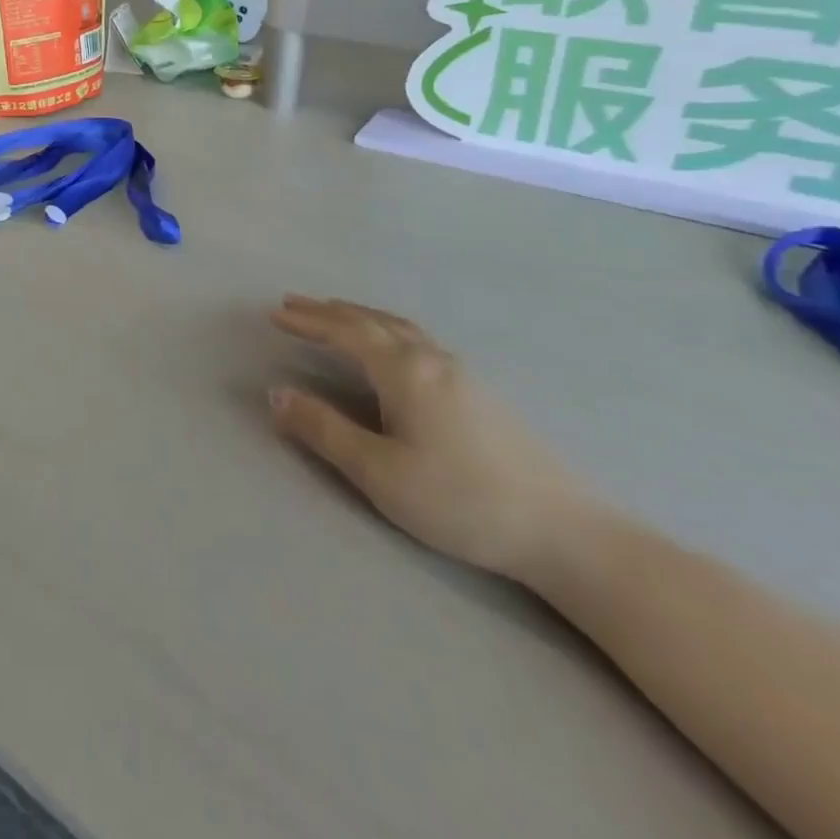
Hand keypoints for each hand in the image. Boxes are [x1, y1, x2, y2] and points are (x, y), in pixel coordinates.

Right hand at [268, 296, 590, 582]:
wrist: (565, 533)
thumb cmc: (460, 501)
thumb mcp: (378, 472)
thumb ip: (323, 429)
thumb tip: (276, 393)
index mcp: (404, 371)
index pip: (345, 332)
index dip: (307, 321)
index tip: (274, 313)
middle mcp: (432, 359)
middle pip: (372, 322)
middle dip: (329, 312)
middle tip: (293, 305)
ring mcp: (461, 374)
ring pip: (400, 328)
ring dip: (360, 317)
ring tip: (335, 315)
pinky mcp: (480, 393)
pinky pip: (418, 340)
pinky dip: (387, 330)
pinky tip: (392, 348)